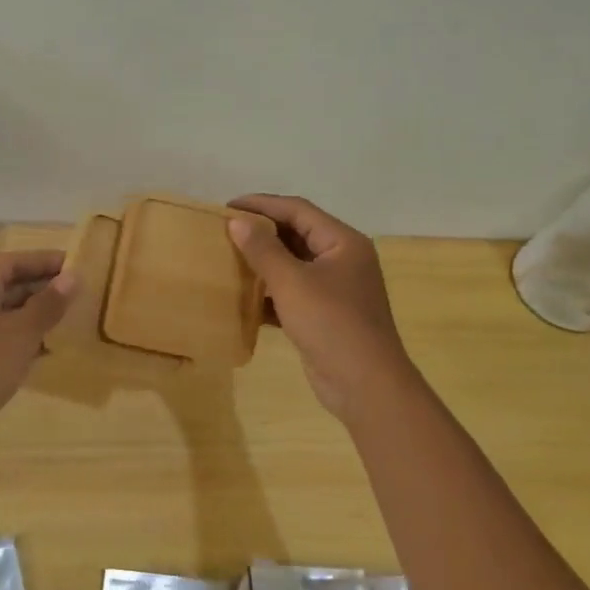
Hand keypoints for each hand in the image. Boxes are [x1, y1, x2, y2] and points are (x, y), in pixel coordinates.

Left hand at [0, 251, 74, 458]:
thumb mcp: (19, 333)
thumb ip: (48, 304)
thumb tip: (74, 276)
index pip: (10, 263)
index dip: (42, 261)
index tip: (75, 263)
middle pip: (7, 287)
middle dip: (42, 288)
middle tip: (80, 291)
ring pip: (7, 317)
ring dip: (37, 316)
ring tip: (73, 317)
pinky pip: (3, 343)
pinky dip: (27, 341)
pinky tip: (52, 348)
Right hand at [227, 194, 417, 420]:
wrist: (365, 385)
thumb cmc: (331, 324)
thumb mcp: (292, 282)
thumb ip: (263, 250)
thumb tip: (237, 222)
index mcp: (343, 242)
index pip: (298, 210)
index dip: (262, 204)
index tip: (227, 207)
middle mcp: (342, 260)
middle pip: (297, 235)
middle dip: (261, 233)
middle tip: (225, 232)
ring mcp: (336, 289)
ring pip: (294, 265)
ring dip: (264, 263)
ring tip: (229, 260)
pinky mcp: (325, 315)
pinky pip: (293, 293)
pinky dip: (270, 292)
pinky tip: (244, 298)